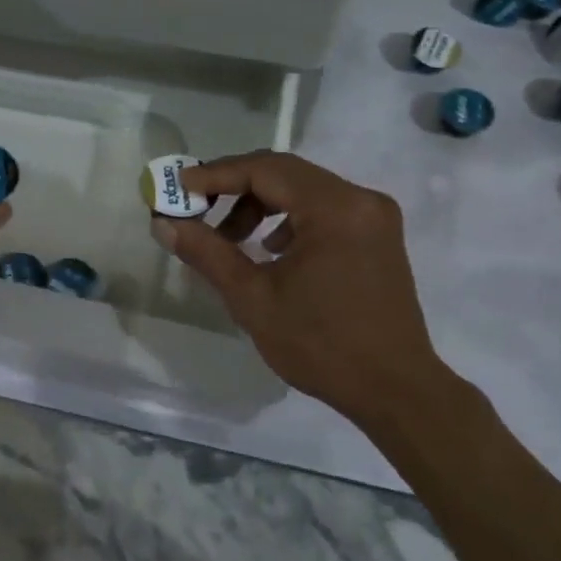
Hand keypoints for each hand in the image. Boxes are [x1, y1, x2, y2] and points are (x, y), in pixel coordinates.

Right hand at [150, 151, 447, 425]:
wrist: (396, 391)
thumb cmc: (322, 346)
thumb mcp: (253, 299)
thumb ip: (207, 253)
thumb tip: (164, 223)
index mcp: (335, 208)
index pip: (265, 170)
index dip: (217, 174)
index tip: (179, 186)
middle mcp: (360, 199)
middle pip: (285, 174)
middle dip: (236, 188)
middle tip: (197, 208)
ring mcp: (374, 215)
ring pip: (304, 189)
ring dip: (262, 205)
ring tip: (231, 238)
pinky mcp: (378, 234)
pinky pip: (324, 208)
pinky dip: (290, 218)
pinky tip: (272, 250)